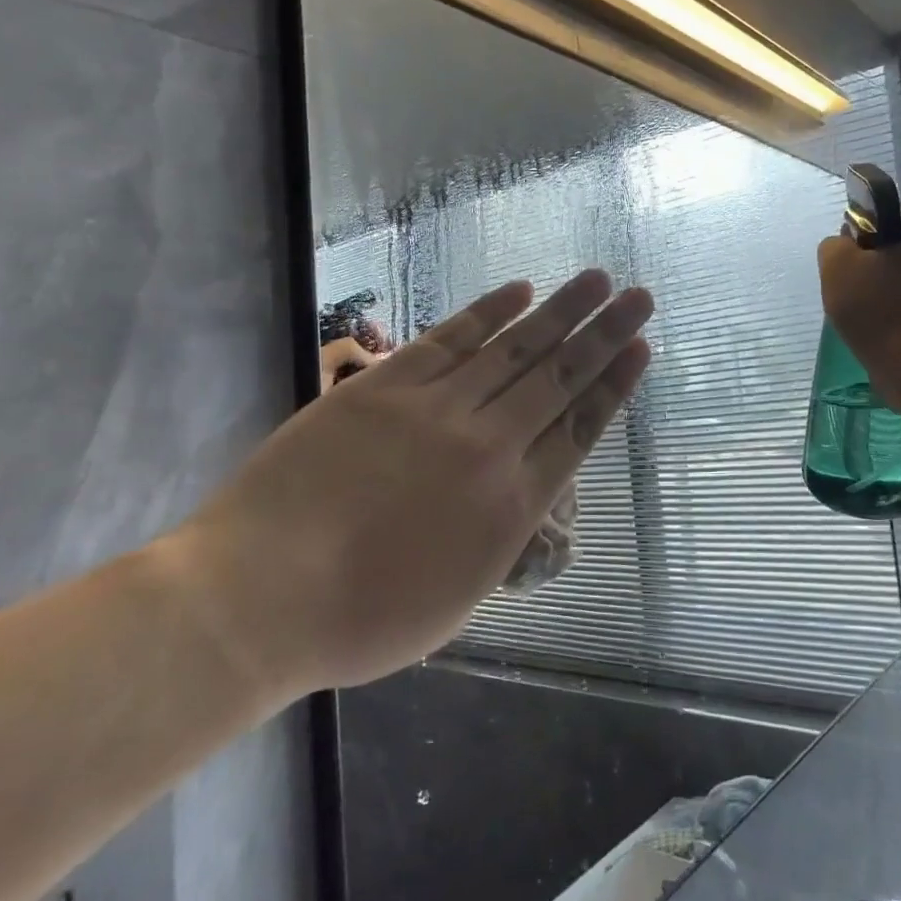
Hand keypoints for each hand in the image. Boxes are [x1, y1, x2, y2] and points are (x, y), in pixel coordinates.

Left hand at [168, 270, 652, 695]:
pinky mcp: (384, 386)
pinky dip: (489, 312)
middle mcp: (488, 446)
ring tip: (597, 280)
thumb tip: (519, 493)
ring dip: (561, 311)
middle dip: (606, 334)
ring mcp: (435, 409)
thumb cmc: (362, 620)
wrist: (259, 598)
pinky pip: (450, 339)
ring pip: (514, 350)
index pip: (580, 429)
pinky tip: (520, 290)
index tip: (641, 349)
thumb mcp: (459, 599)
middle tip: (641, 297)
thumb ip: (500, 536)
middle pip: (560, 378)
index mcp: (512, 506)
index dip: (615, 385)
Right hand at [818, 204, 900, 383]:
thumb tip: (844, 244)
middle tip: (857, 289)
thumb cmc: (878, 311)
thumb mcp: (837, 269)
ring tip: (876, 319)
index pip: (895, 213)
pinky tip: (897, 338)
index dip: (867, 229)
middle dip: (884, 265)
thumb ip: (834, 246)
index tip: (850, 256)